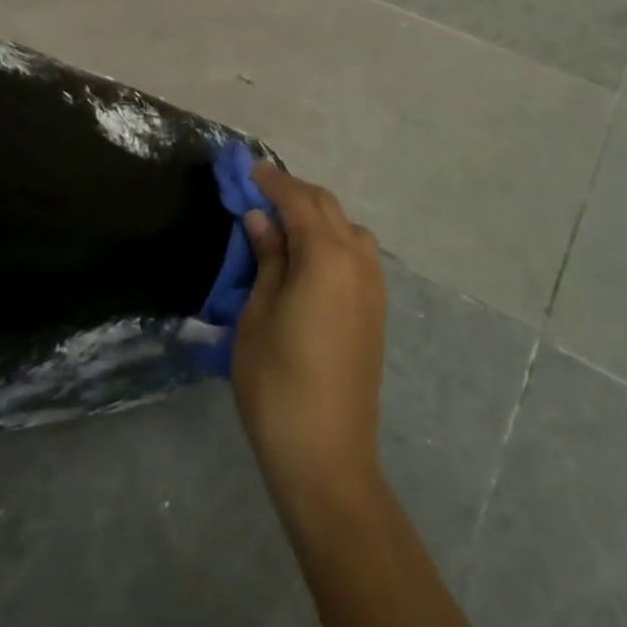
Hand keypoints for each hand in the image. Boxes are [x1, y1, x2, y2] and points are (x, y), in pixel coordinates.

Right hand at [232, 164, 386, 506]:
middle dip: (295, 194)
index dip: (273, 182)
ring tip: (284, 228)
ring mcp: (373, 287)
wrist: (326, 456)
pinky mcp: (376, 311)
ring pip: (348, 228)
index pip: (298, 201)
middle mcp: (358, 261)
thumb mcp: (258, 313)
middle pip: (327, 207)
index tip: (250, 170)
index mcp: (326, 256)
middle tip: (260, 195)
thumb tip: (261, 220)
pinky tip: (310, 260)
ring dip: (318, 217)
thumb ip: (267, 258)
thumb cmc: (277, 382)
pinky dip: (334, 240)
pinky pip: (358, 254)